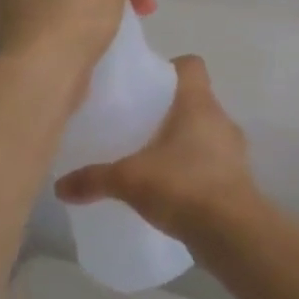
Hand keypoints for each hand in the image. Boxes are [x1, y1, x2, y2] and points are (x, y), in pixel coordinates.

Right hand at [55, 56, 256, 243]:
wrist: (232, 233)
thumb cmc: (182, 186)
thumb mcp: (128, 180)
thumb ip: (93, 179)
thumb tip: (59, 187)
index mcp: (198, 104)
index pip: (191, 66)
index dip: (169, 68)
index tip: (146, 85)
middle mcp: (221, 120)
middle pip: (196, 101)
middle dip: (169, 111)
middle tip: (139, 127)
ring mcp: (235, 151)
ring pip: (206, 134)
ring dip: (184, 143)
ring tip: (153, 160)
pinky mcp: (239, 180)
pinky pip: (213, 164)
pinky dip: (195, 170)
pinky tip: (172, 189)